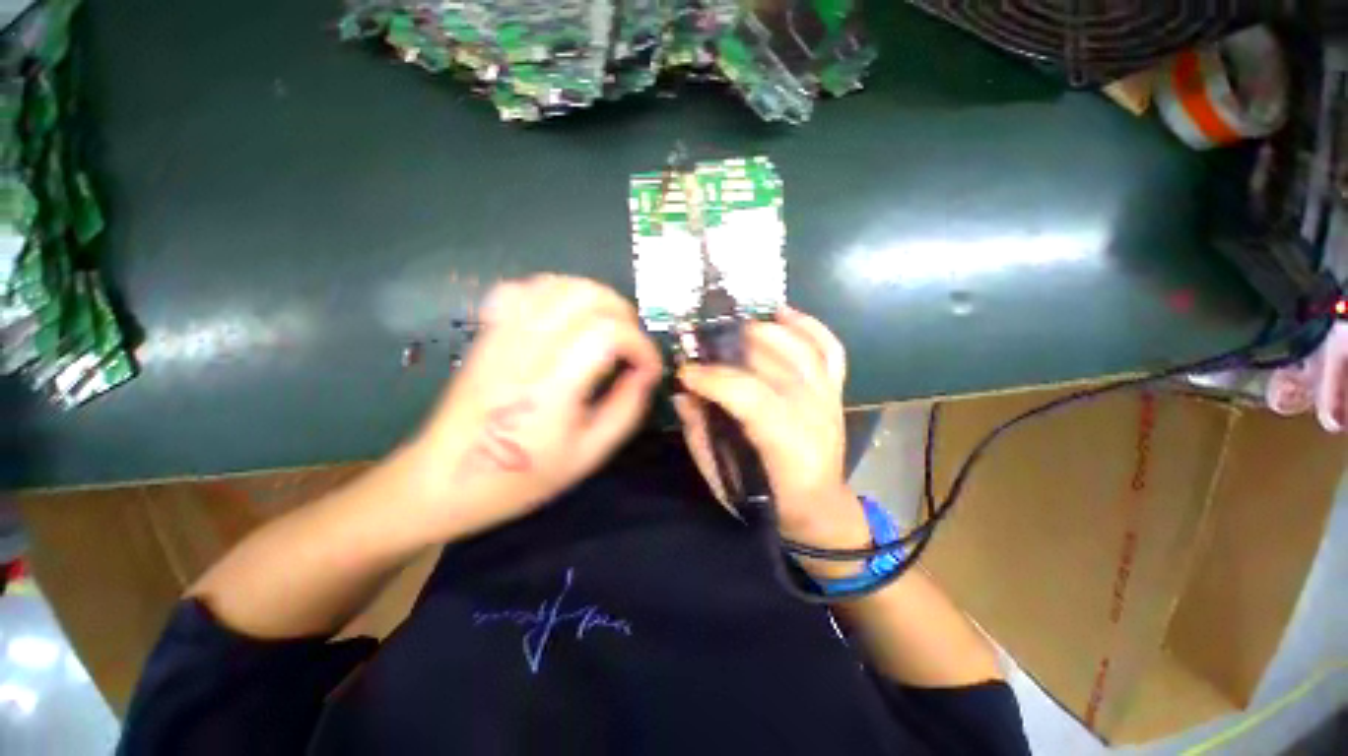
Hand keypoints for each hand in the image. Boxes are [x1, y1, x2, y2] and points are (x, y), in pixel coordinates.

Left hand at [399, 275, 662, 541]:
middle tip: (632, 347)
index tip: (648, 369)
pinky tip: (568, 317)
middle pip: (588, 296)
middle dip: (624, 316)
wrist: (445, 478)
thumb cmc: (521, 476)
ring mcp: (503, 334)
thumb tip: (646, 374)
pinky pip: (526, 288)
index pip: (610, 333)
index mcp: (553, 385)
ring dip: (596, 299)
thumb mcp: (588, 455)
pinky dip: (558, 292)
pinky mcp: (490, 331)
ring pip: (560, 284)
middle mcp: (527, 349)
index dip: (641, 346)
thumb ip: (626, 410)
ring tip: (608, 329)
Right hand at [673, 307, 868, 549]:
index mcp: (787, 447)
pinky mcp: (836, 389)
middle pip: (775, 364)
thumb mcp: (723, 476)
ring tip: (734, 328)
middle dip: (732, 348)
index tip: (685, 372)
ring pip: (802, 349)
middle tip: (702, 346)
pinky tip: (781, 313)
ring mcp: (830, 398)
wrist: (819, 505)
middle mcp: (815, 415)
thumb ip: (700, 433)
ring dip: (764, 330)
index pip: (752, 397)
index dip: (715, 379)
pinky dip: (808, 326)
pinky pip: (829, 348)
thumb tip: (683, 394)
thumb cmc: (767, 499)